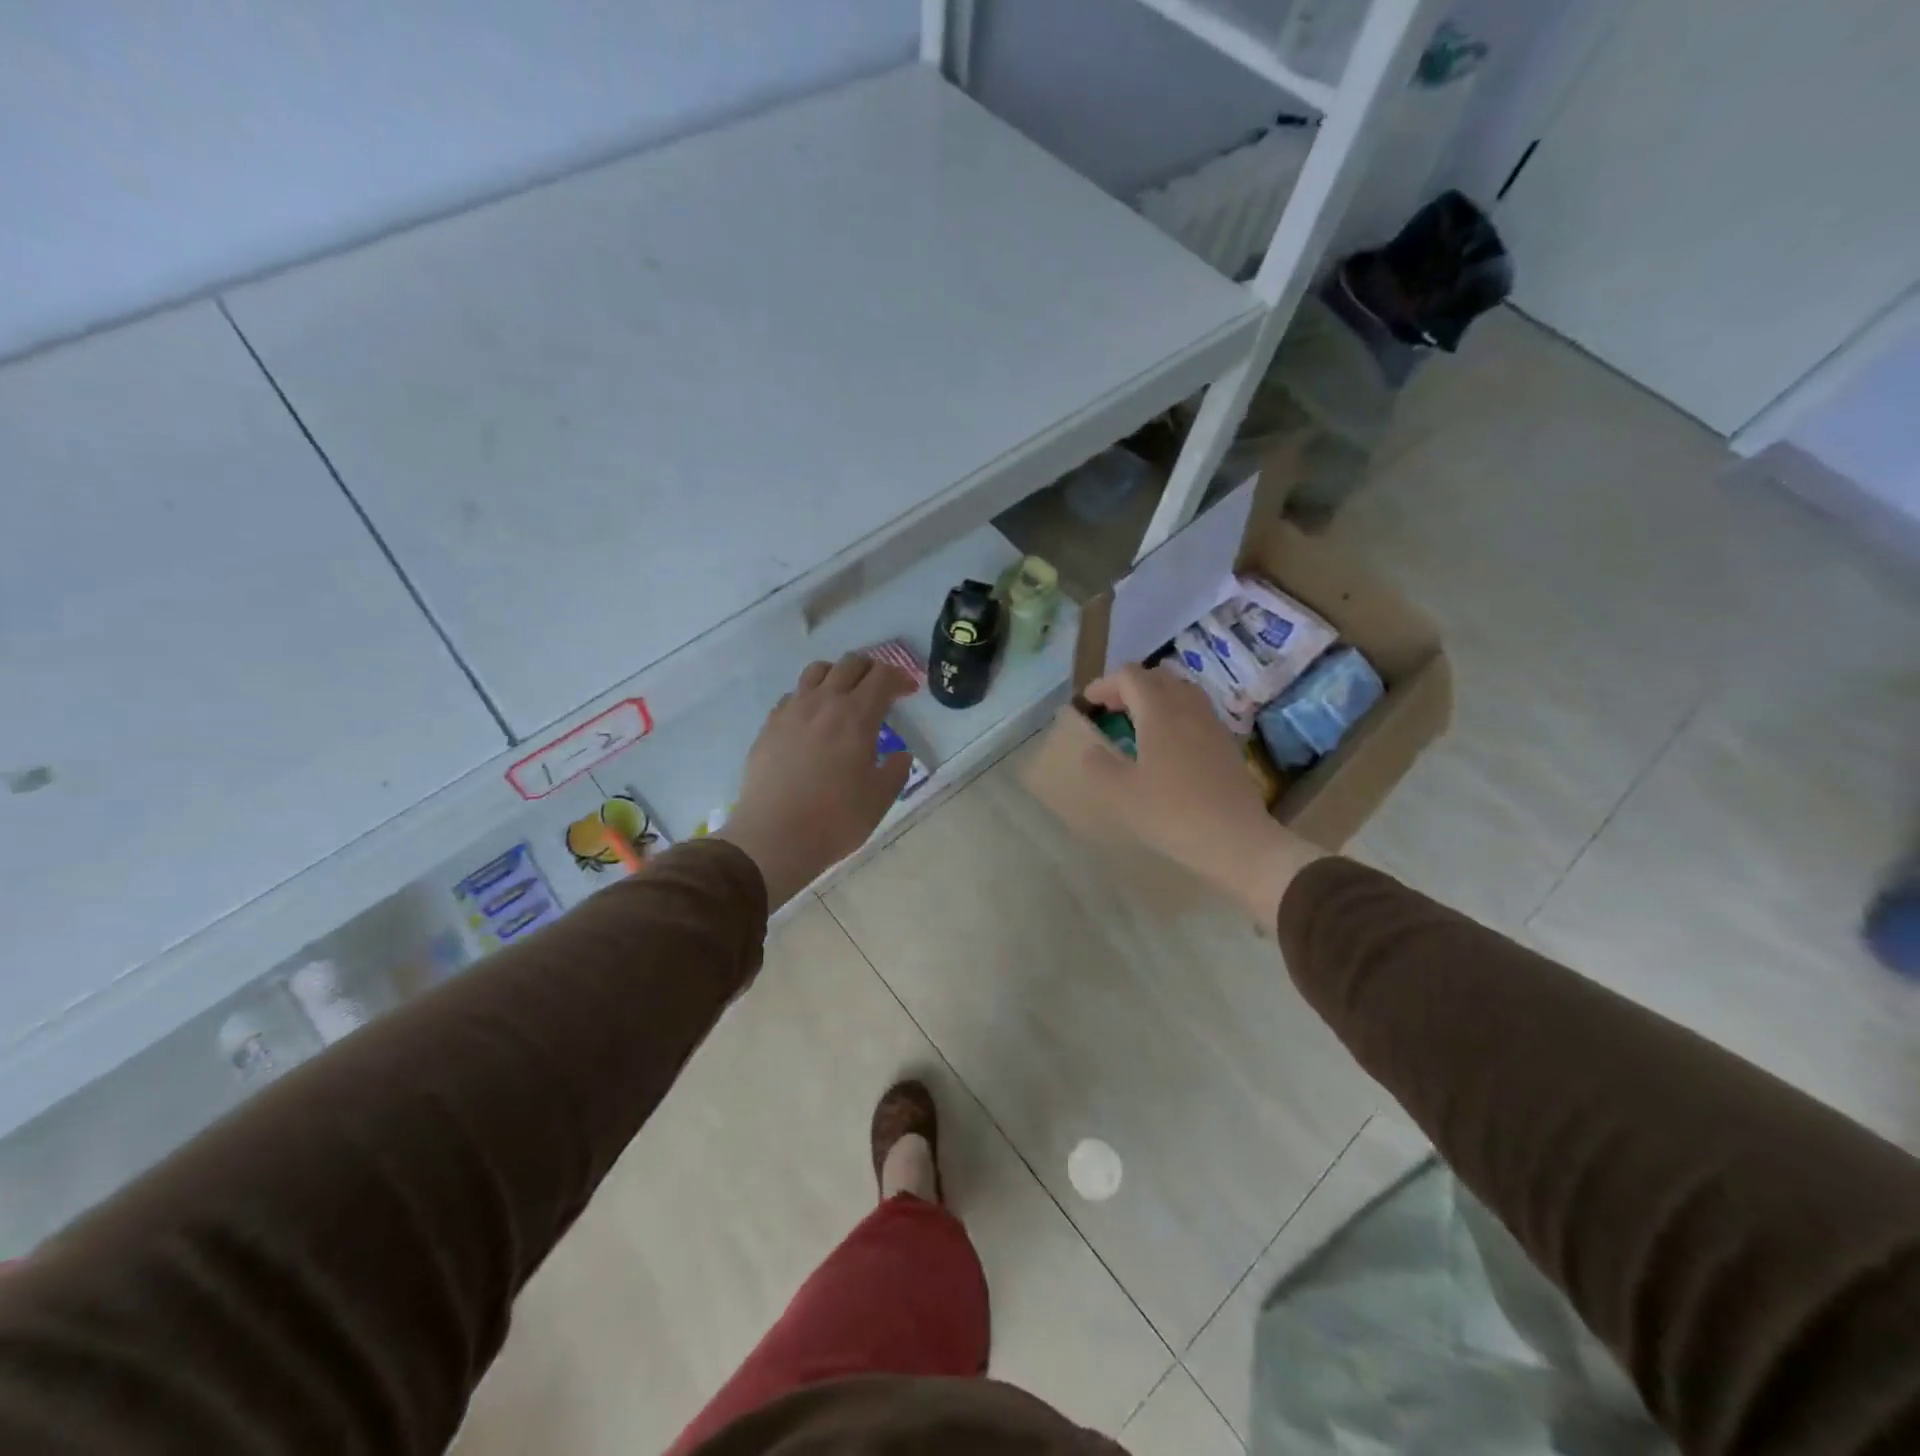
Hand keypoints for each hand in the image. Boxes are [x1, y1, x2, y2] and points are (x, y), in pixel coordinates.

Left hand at [718, 655, 917, 907]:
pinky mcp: (769, 726)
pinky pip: (792, 695)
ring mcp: (791, 711)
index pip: (882, 676)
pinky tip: (813, 720)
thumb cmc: (835, 819)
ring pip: (816, 671)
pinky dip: (809, 697)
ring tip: (845, 695)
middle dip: (871, 669)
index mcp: (856, 716)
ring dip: (837, 675)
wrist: (774, 837)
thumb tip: (900, 755)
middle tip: (881, 688)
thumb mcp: (880, 798)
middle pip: (850, 664)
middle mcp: (823, 703)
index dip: (900, 677)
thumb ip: (895, 770)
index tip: (910, 690)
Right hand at [1079, 662, 1322, 921]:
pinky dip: (1176, 713)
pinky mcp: (1227, 744)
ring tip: (1139, 721)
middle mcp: (1188, 709)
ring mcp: (1212, 725)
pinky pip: (1197, 712)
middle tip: (1111, 708)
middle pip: (1159, 677)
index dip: (1105, 683)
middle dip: (1130, 685)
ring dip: (1156, 696)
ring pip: (1182, 691)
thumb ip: (1098, 766)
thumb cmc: (1171, 813)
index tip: (1088, 703)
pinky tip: (1169, 744)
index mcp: (1159, 713)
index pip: (1130, 677)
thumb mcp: (1120, 794)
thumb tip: (1092, 750)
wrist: (1236, 840)